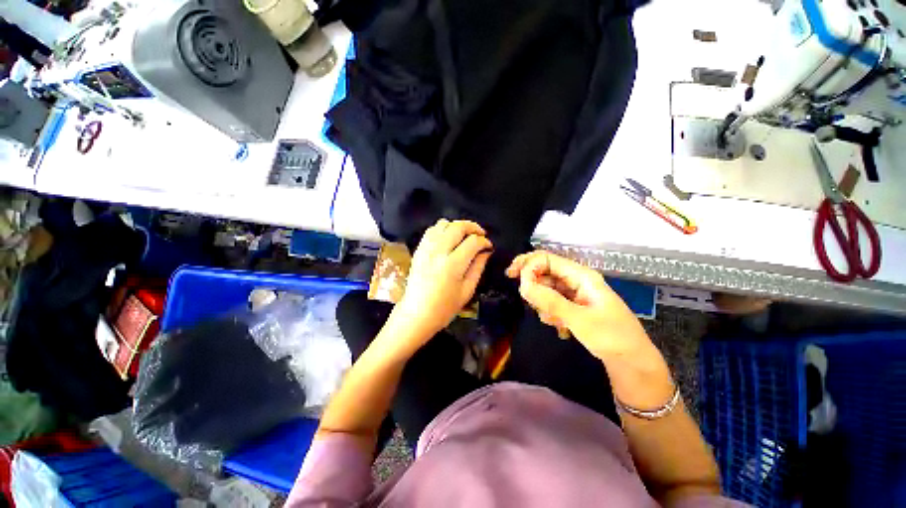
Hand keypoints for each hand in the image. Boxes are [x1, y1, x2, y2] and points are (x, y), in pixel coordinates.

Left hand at [388, 219, 492, 351]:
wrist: (416, 314)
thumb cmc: (444, 308)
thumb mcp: (467, 291)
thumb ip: (478, 267)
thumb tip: (486, 251)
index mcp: (453, 265)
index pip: (472, 242)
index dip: (484, 241)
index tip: (488, 246)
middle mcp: (438, 252)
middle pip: (458, 227)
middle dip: (473, 227)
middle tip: (480, 234)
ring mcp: (426, 249)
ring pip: (443, 224)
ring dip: (457, 226)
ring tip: (464, 235)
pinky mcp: (419, 250)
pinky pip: (431, 230)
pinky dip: (442, 229)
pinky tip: (448, 237)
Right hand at [506, 251, 650, 359]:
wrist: (632, 363)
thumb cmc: (612, 337)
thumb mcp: (579, 319)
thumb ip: (549, 301)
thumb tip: (523, 285)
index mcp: (581, 275)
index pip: (547, 258)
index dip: (528, 265)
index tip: (513, 279)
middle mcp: (576, 280)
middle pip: (544, 272)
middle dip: (534, 286)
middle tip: (529, 302)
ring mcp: (575, 294)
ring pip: (546, 289)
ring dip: (543, 304)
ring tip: (555, 322)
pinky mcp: (574, 306)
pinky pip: (552, 302)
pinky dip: (550, 313)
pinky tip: (561, 328)